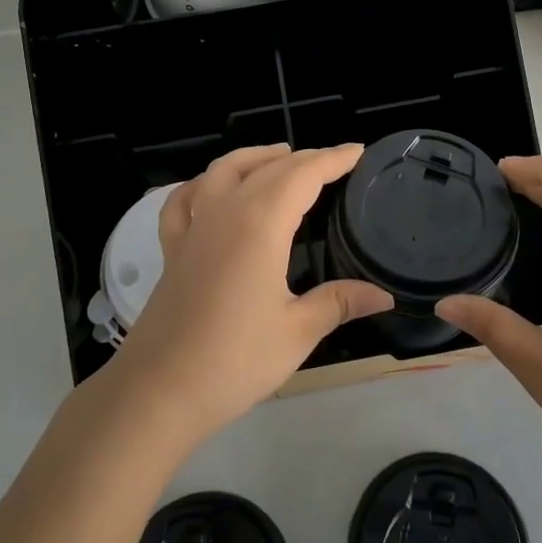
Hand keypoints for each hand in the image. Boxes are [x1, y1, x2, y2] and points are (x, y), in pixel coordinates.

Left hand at [103, 144, 391, 444]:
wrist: (158, 391)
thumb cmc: (234, 360)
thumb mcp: (297, 332)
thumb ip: (339, 302)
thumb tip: (383, 294)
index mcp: (260, 224)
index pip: (303, 176)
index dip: (333, 160)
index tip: (358, 151)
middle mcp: (225, 212)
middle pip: (268, 168)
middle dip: (304, 158)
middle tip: (333, 161)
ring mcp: (193, 228)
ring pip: (223, 171)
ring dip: (255, 157)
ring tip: (280, 157)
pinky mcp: (172, 249)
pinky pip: (184, 200)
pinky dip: (202, 184)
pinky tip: (210, 189)